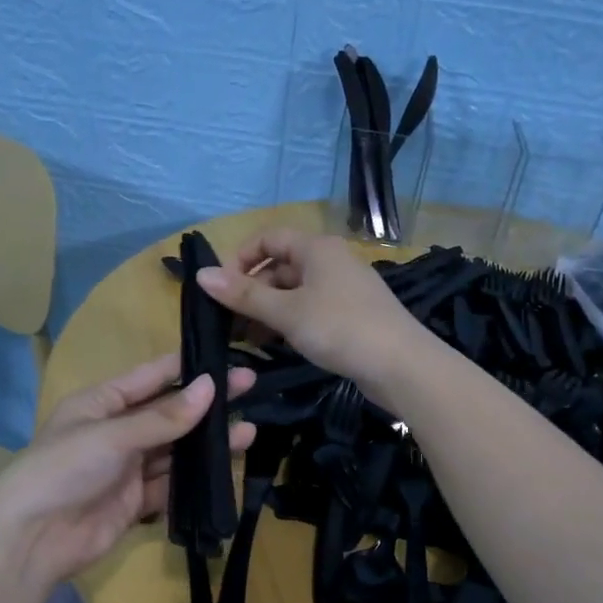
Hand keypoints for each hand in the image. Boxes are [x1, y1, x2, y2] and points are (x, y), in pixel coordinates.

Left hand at [0, 354, 255, 592]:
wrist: (31, 540)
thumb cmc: (64, 469)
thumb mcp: (112, 435)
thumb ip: (163, 417)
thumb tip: (210, 387)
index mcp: (101, 403)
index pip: (151, 376)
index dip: (187, 366)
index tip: (225, 357)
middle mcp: (116, 431)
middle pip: (168, 413)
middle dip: (206, 403)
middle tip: (251, 387)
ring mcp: (126, 468)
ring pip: (175, 450)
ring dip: (207, 442)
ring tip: (248, 431)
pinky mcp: (135, 502)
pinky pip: (171, 484)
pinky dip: (196, 478)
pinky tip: (225, 469)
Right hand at [195, 229, 426, 404]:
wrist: (401, 364)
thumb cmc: (339, 328)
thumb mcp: (286, 312)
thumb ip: (244, 295)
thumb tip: (201, 275)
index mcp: (316, 248)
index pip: (268, 238)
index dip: (240, 258)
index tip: (220, 289)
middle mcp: (330, 261)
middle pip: (280, 266)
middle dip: (252, 292)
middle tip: (228, 323)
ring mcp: (343, 289)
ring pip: (294, 292)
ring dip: (268, 311)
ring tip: (246, 340)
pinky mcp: (350, 315)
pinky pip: (310, 310)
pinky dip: (289, 322)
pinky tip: (275, 345)